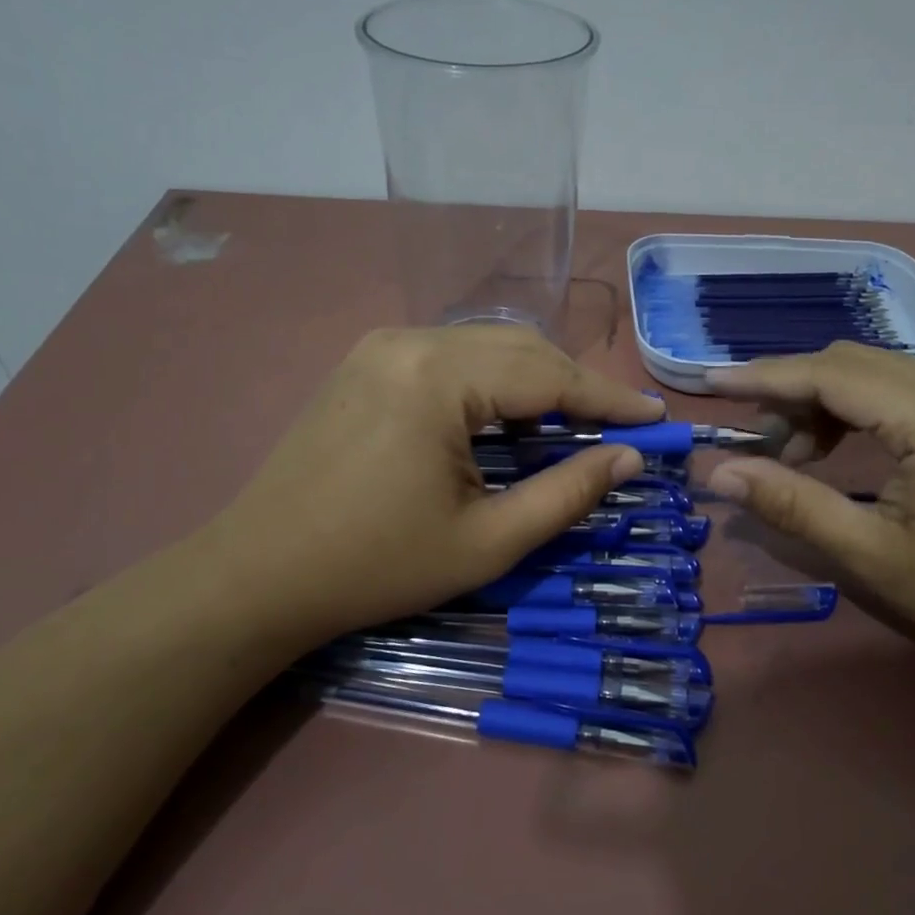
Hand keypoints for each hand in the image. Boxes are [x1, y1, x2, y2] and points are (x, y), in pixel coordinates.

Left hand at [201, 326, 661, 648]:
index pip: (548, 374)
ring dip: (536, 381)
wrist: (258, 574)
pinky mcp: (367, 362)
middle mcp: (411, 340)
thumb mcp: (487, 541)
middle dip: (575, 387)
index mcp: (439, 376)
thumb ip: (567, 494)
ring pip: (486, 347)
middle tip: (619, 427)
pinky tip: (508, 417)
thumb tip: (628, 459)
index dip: (608, 399)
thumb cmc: (376, 565)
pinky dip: (493, 382)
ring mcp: (382, 345)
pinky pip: (451, 357)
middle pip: (520, 349)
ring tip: (573, 424)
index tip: (656, 419)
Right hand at [705, 343, 914, 651]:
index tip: (712, 382)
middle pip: (850, 361)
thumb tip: (720, 473)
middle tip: (751, 439)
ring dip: (819, 399)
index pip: (832, 375)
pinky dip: (851, 407)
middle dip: (790, 390)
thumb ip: (793, 506)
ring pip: (871, 370)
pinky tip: (833, 448)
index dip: (766, 377)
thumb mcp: (872, 555)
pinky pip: (895, 387)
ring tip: (790, 455)